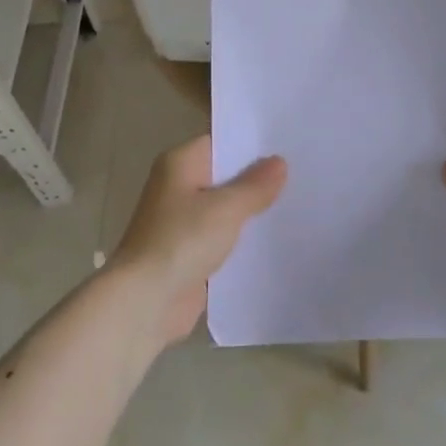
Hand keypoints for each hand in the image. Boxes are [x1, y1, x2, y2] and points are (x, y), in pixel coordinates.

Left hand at [111, 137, 286, 344]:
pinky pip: (222, 239)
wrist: (144, 303)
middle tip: (300, 174)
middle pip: (224, 176)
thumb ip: (255, 185)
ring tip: (295, 205)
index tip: (288, 146)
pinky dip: (241, 240)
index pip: (221, 142)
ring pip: (225, 209)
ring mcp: (182, 222)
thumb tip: (279, 162)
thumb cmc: (181, 241)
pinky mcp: (189, 254)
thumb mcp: (226, 208)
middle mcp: (178, 187)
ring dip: (250, 212)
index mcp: (180, 164)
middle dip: (257, 180)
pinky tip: (273, 240)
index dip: (253, 144)